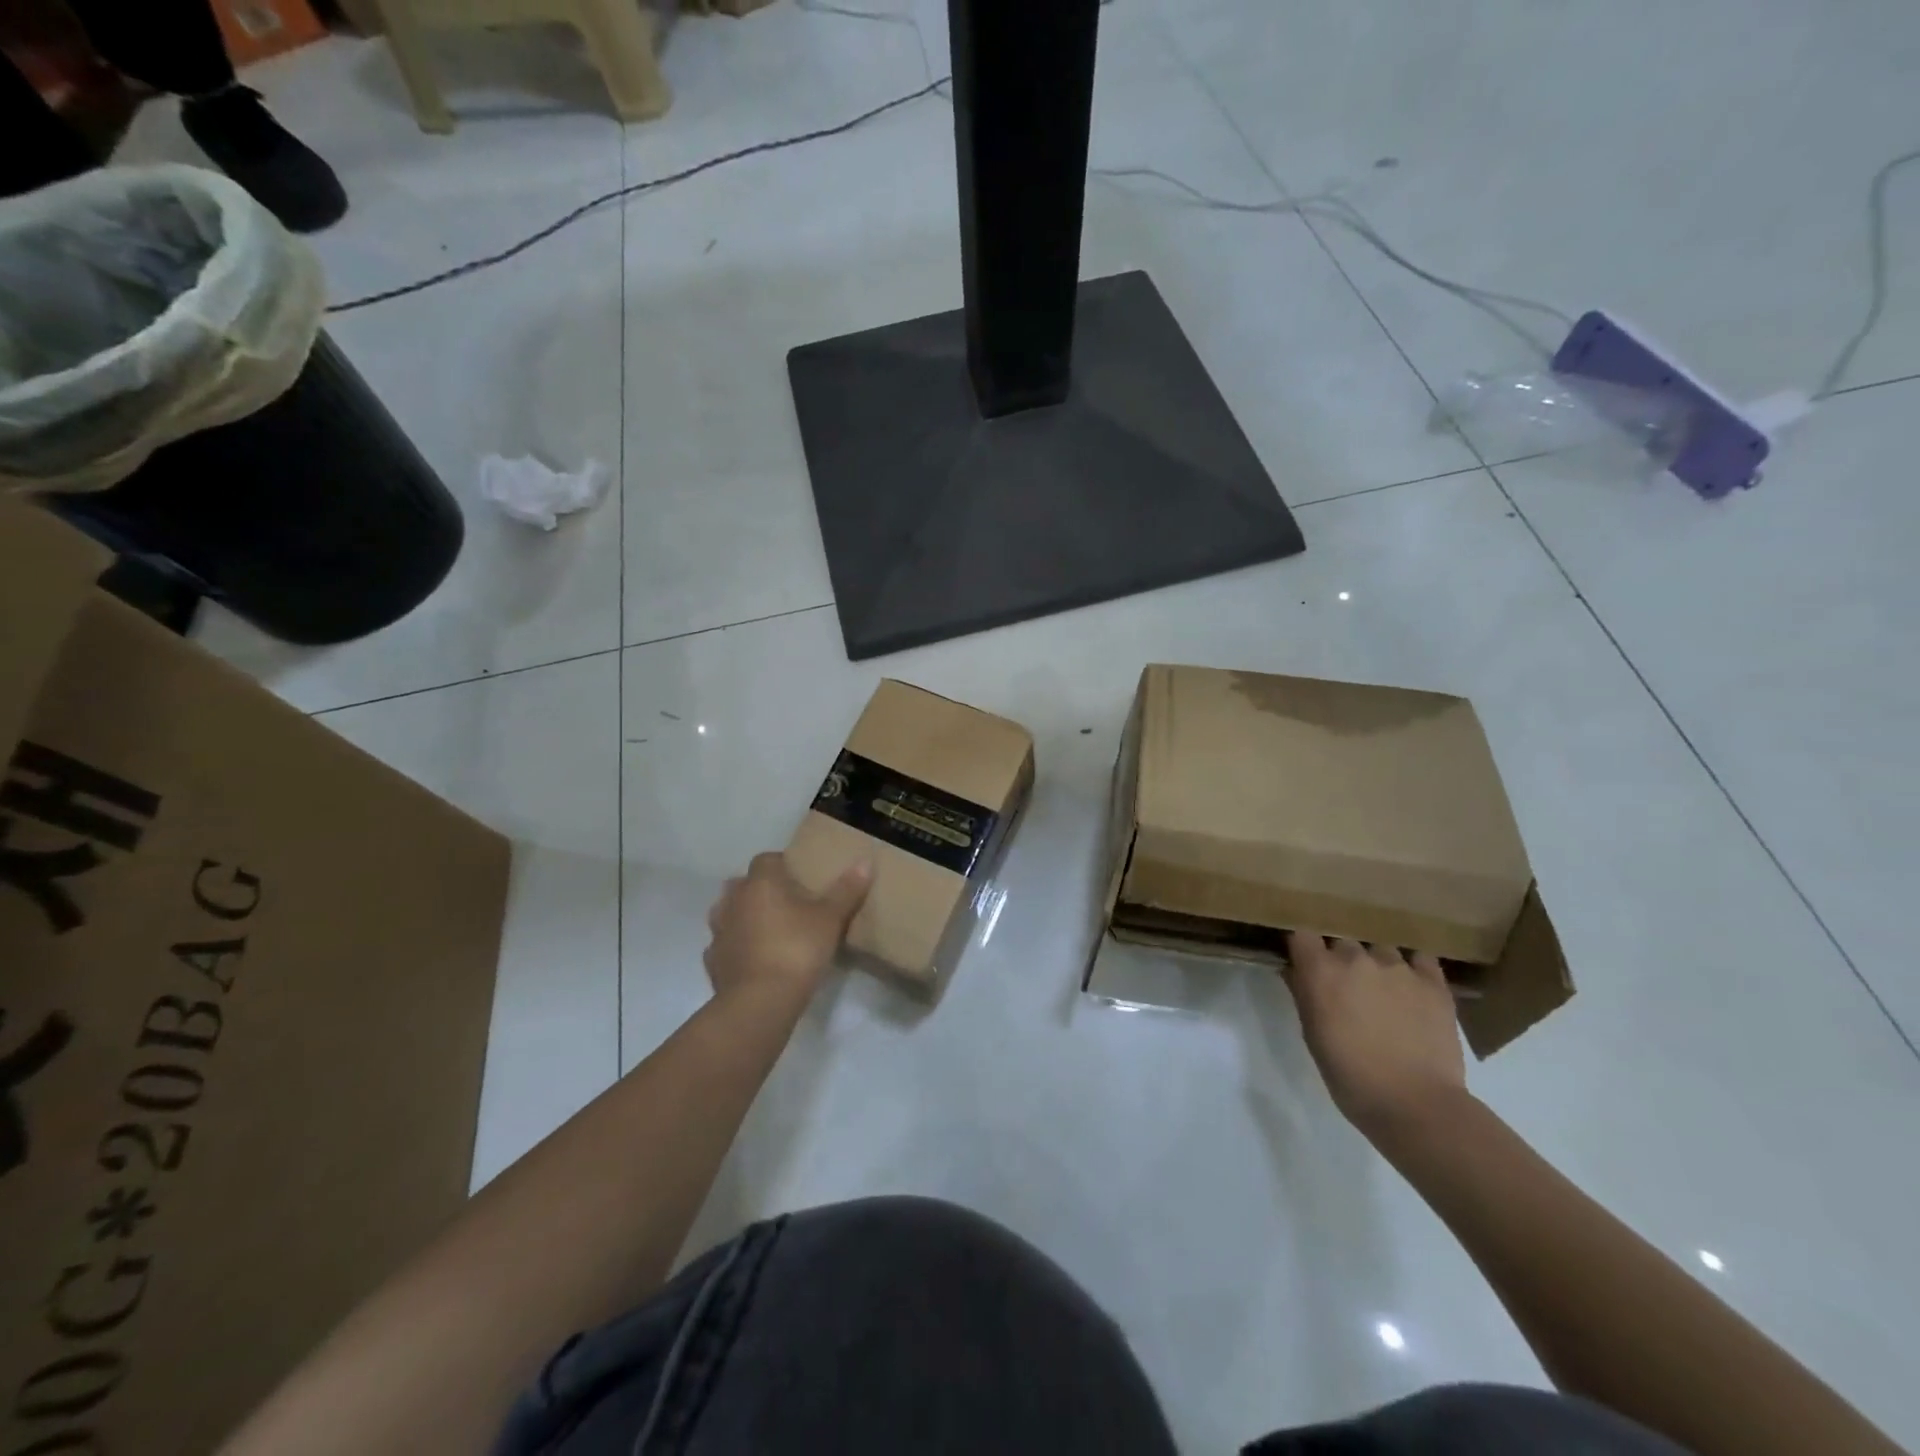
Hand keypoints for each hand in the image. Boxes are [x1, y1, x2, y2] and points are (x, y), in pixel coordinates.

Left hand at [704, 853, 872, 1004]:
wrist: (759, 1002)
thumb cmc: (797, 949)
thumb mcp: (831, 919)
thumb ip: (846, 890)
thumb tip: (865, 863)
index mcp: (760, 883)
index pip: (766, 859)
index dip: (782, 865)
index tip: (801, 878)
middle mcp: (733, 900)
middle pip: (743, 884)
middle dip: (760, 889)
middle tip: (786, 903)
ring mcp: (719, 931)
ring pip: (728, 912)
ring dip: (744, 916)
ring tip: (768, 930)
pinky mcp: (712, 961)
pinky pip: (724, 944)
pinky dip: (736, 946)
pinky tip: (754, 958)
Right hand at [1280, 933, 1468, 1138]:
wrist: (1415, 1104)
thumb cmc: (1350, 1076)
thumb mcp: (1312, 1035)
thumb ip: (1303, 995)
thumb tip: (1296, 971)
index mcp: (1321, 971)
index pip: (1303, 935)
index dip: (1303, 947)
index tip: (1305, 961)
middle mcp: (1357, 958)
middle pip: (1342, 941)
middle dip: (1340, 958)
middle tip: (1346, 985)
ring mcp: (1398, 967)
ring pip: (1380, 948)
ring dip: (1376, 964)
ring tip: (1383, 990)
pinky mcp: (1433, 983)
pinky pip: (1420, 959)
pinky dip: (1414, 967)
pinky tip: (1412, 986)